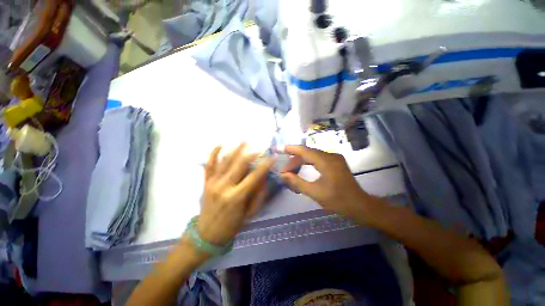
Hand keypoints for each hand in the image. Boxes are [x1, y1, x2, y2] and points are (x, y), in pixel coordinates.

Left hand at [197, 143, 273, 245]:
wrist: (206, 235)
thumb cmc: (232, 226)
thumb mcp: (250, 213)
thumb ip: (259, 194)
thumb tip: (265, 177)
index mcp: (237, 197)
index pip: (254, 176)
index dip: (265, 165)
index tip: (273, 157)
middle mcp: (224, 186)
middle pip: (240, 164)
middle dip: (251, 154)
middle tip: (259, 147)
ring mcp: (213, 183)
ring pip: (225, 161)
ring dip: (236, 150)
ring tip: (245, 140)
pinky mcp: (206, 182)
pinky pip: (209, 165)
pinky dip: (213, 154)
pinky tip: (220, 145)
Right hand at [280, 146, 371, 218]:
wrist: (359, 205)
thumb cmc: (338, 200)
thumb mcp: (315, 193)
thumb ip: (297, 182)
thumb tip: (283, 175)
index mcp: (326, 162)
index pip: (305, 151)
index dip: (291, 149)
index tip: (280, 149)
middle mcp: (331, 156)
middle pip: (307, 153)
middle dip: (294, 161)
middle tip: (285, 171)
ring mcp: (334, 158)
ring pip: (312, 156)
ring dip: (301, 162)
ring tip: (291, 171)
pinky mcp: (335, 162)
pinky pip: (318, 159)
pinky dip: (308, 163)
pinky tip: (302, 169)